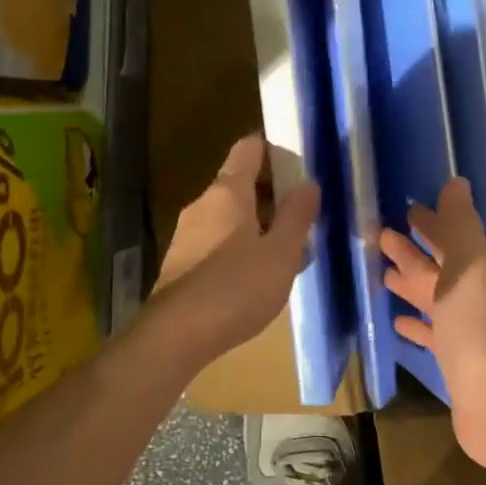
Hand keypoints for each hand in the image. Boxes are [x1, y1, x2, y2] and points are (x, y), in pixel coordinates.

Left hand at [150, 133, 319, 366]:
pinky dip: (240, 247)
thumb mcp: (281, 253)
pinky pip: (217, 242)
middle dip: (272, 194)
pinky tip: (258, 274)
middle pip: (240, 184)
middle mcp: (202, 205)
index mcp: (227, 192)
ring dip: (258, 224)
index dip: (275, 149)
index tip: (301, 164)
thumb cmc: (236, 287)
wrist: (176, 335)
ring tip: (288, 248)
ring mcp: (187, 234)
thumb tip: (309, 183)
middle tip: (304, 214)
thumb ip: (297, 216)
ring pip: (229, 216)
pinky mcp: (181, 263)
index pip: (249, 149)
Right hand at [379, 178, 485, 470]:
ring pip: (431, 301)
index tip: (406, 209)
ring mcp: (462, 332)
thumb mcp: (470, 267)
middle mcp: (471, 299)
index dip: (430, 224)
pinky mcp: (452, 362)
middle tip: (381, 236)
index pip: (450, 240)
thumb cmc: (478, 328)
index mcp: (477, 273)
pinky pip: (430, 335)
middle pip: (437, 269)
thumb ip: (461, 227)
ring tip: (382, 275)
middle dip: (413, 253)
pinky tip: (397, 323)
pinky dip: (415, 326)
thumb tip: (456, 183)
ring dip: (410, 286)